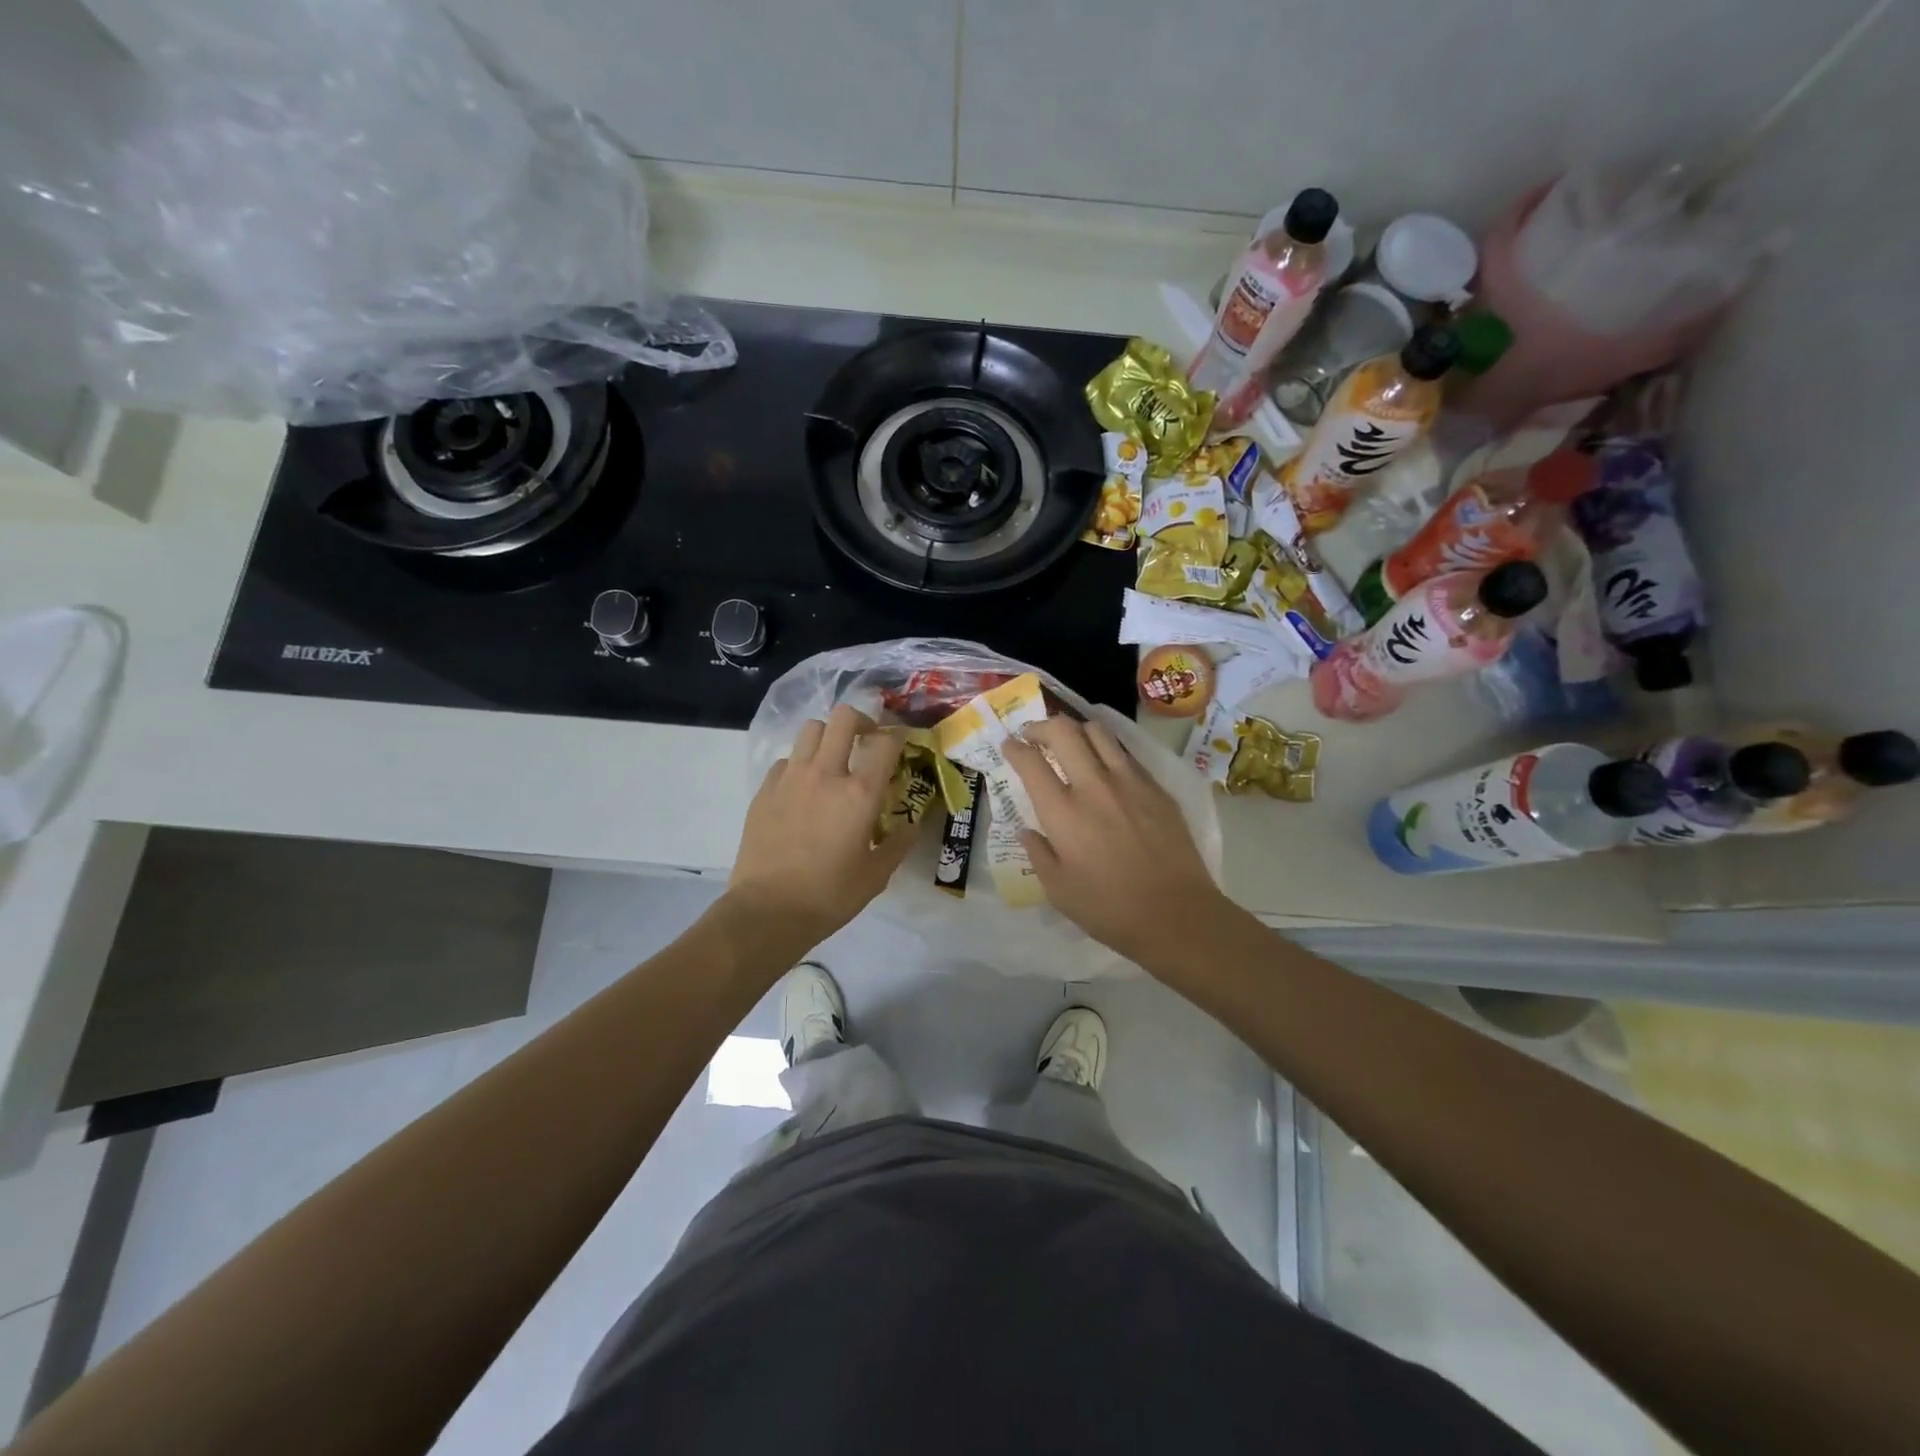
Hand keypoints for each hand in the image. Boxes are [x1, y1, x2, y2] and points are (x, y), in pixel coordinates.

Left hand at [726, 705, 917, 948]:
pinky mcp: (765, 789)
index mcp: (859, 793)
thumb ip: (899, 843)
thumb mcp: (877, 874)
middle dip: (861, 721)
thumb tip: (912, 823)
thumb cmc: (830, 895)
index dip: (897, 737)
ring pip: (811, 729)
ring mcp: (791, 778)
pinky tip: (804, 788)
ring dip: (828, 736)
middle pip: (844, 718)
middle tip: (867, 740)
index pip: (885, 743)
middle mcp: (825, 774)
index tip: (901, 744)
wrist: (768, 911)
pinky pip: (786, 759)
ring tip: (834, 759)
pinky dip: (800, 763)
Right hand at [1002, 716, 1225, 964]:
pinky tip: (1105, 766)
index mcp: (1063, 813)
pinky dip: (1106, 750)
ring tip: (1070, 741)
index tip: (1009, 746)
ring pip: (1099, 732)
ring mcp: (1130, 782)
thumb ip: (1038, 854)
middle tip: (1034, 735)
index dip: (1014, 748)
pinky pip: (1126, 754)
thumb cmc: (1110, 910)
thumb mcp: (1058, 891)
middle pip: (1064, 732)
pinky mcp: (1156, 788)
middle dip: (1042, 726)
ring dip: (1076, 730)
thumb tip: (1028, 830)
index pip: (1031, 762)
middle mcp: (1094, 786)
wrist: (1177, 915)